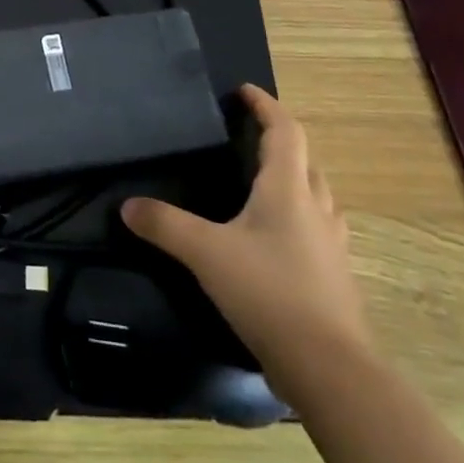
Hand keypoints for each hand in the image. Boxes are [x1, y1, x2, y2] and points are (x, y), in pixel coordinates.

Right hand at [122, 85, 369, 401]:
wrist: (331, 370)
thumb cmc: (268, 293)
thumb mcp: (205, 253)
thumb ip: (164, 225)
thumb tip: (127, 206)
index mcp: (289, 191)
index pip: (285, 132)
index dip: (266, 107)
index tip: (244, 92)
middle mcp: (317, 210)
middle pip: (306, 162)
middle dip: (281, 143)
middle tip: (250, 139)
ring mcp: (332, 247)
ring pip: (318, 198)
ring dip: (296, 181)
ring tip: (265, 185)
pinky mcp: (336, 279)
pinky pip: (318, 231)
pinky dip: (300, 220)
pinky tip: (277, 241)